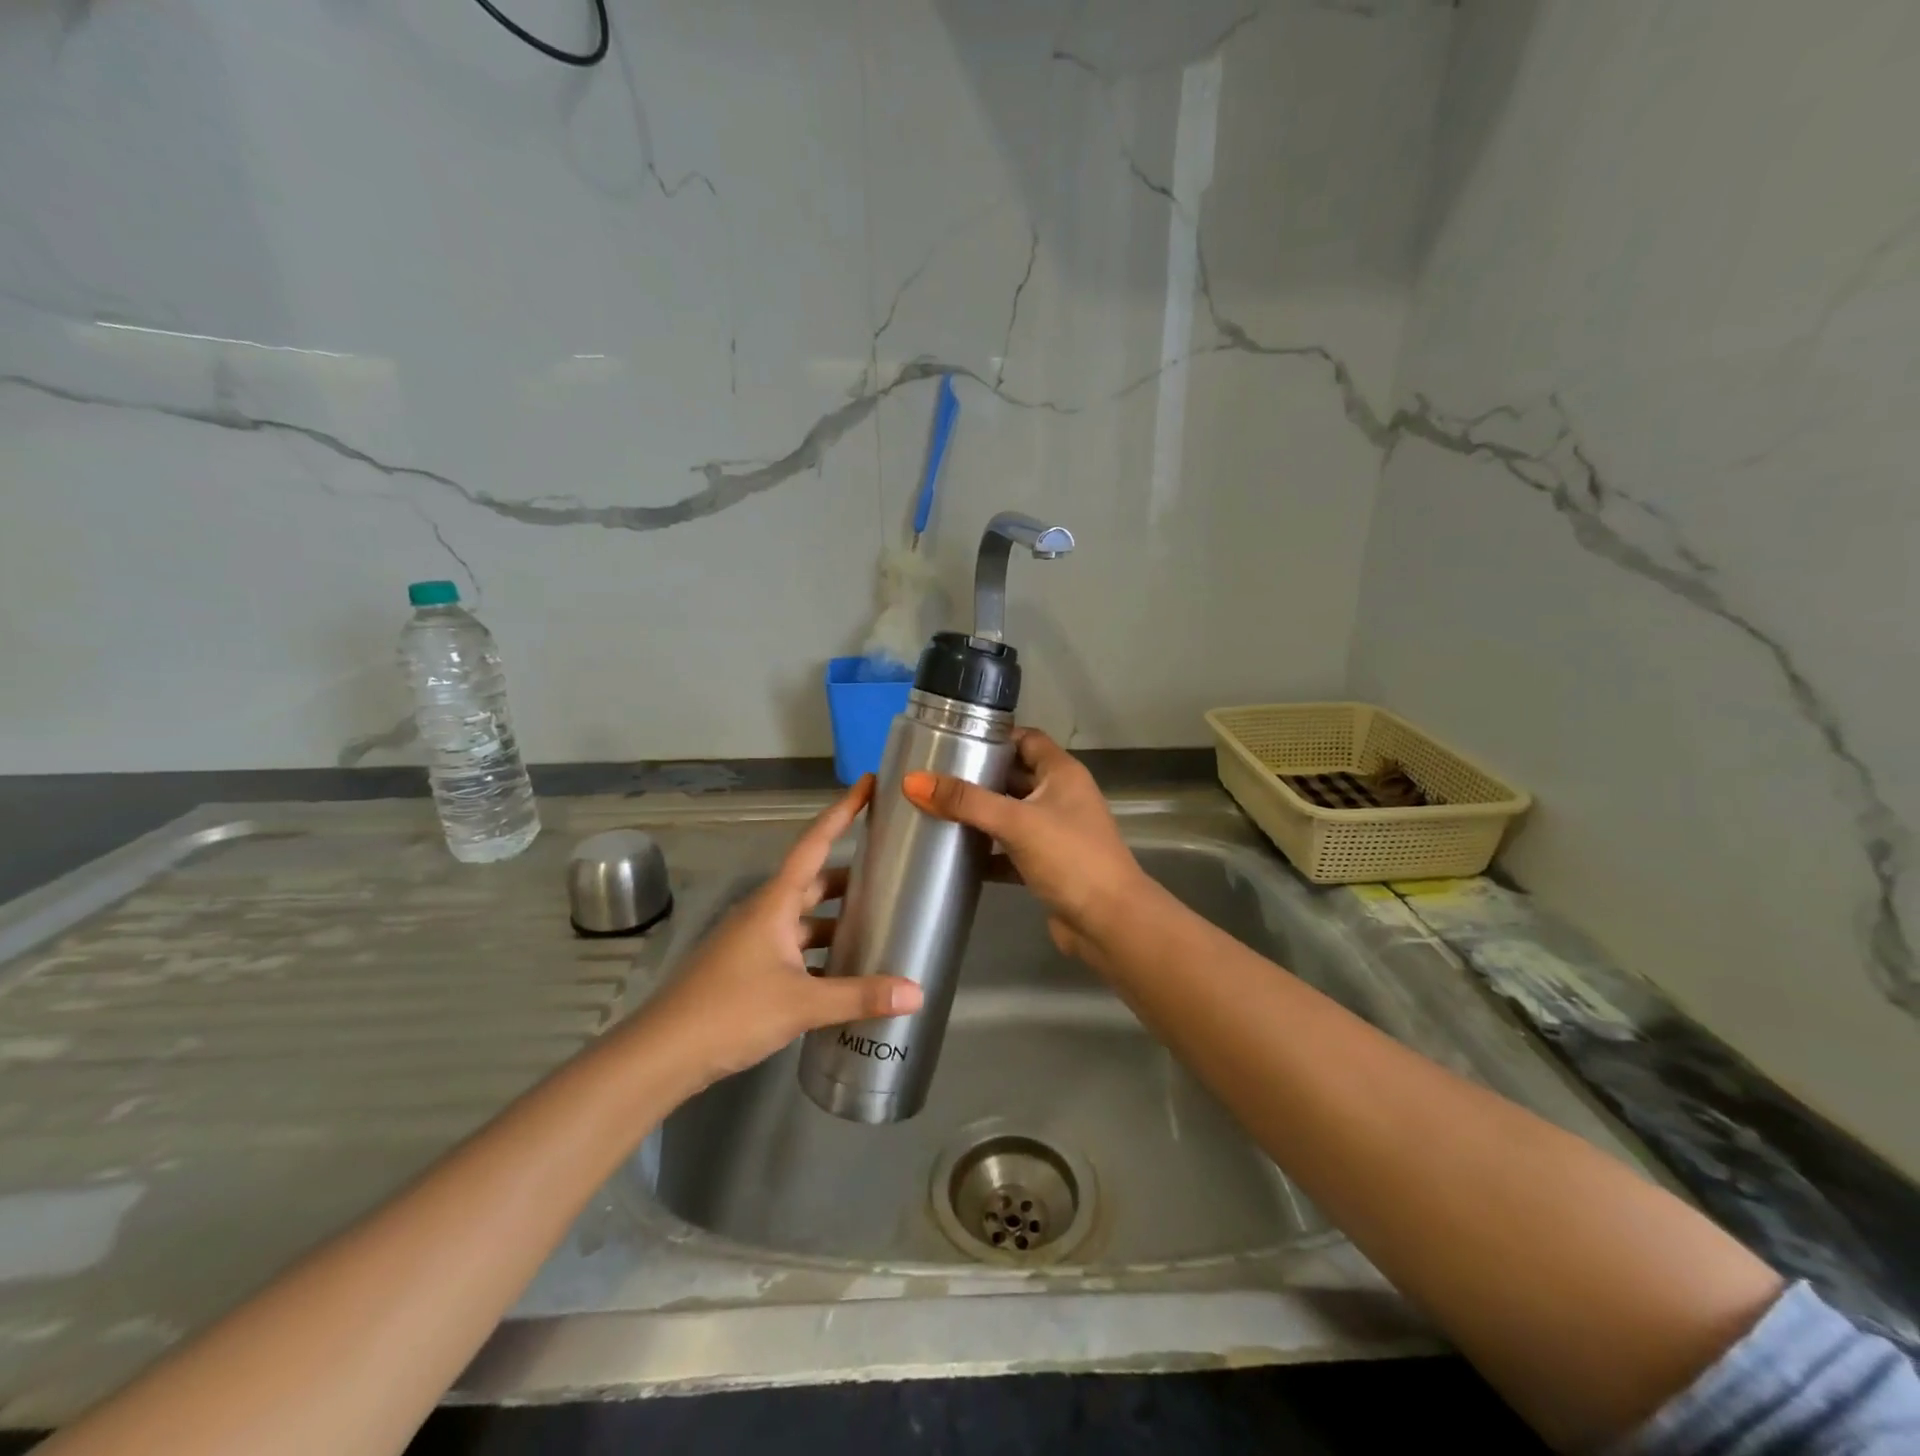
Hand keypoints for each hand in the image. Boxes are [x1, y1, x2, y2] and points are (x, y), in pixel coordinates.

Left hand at [638, 777, 922, 1089]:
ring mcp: (753, 941)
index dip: (843, 812)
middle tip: (891, 868)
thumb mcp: (802, 1003)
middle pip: (814, 881)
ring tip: (878, 923)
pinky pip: (794, 947)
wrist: (663, 1054)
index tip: (868, 783)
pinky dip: (821, 952)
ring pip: (804, 918)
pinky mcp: (748, 968)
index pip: (815, 843)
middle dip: (850, 874)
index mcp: (775, 903)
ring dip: (836, 918)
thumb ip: (860, 996)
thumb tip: (918, 993)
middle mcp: (765, 912)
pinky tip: (845, 971)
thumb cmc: (731, 1011)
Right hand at [903, 729, 1148, 965]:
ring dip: (980, 816)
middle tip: (933, 778)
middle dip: (978, 777)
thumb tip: (911, 781)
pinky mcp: (1047, 866)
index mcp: (1062, 774)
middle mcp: (1061, 797)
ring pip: (1010, 815)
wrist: (1109, 923)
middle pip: (1014, 777)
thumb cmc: (1070, 858)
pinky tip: (956, 857)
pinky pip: (1010, 851)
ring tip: (935, 812)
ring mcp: (1055, 833)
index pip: (1026, 739)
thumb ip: (966, 801)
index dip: (994, 736)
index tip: (954, 740)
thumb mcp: (1016, 822)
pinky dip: (987, 853)